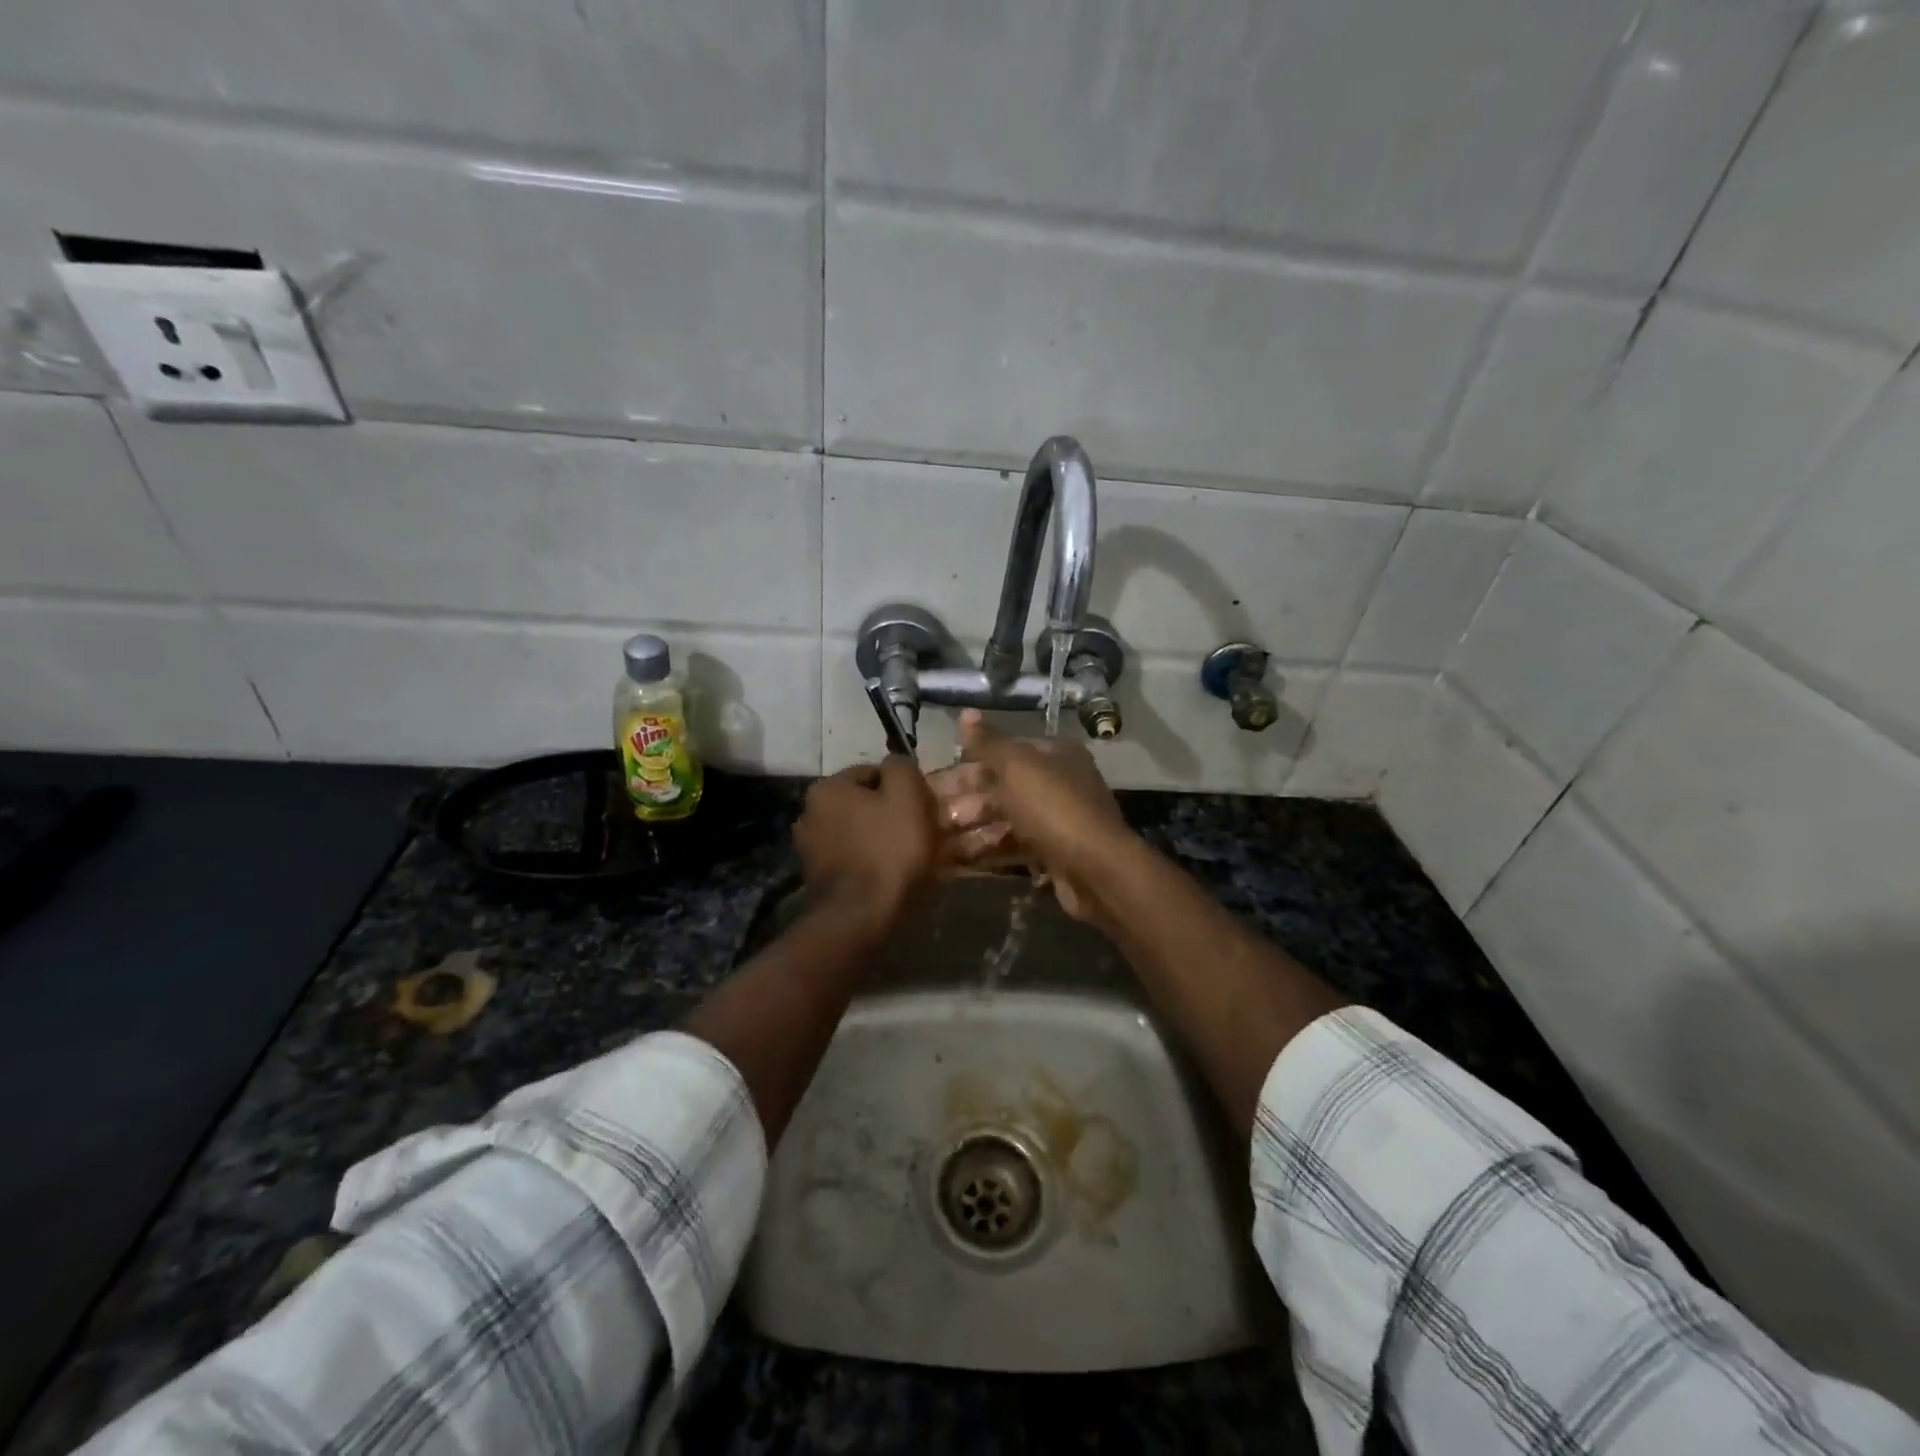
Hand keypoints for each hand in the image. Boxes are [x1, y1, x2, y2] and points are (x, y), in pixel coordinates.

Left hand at [795, 759, 939, 931]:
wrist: (860, 919)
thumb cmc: (889, 851)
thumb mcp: (907, 796)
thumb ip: (902, 767)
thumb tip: (896, 763)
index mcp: (827, 788)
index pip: (874, 773)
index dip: (903, 789)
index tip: (922, 809)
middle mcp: (809, 813)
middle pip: (863, 804)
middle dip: (889, 814)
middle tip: (919, 833)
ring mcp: (809, 849)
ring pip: (858, 832)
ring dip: (879, 840)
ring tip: (906, 859)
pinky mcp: (816, 879)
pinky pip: (851, 859)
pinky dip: (869, 863)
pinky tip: (887, 877)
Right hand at [937, 710, 1138, 924]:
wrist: (1097, 871)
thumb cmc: (1053, 808)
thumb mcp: (1017, 766)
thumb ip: (988, 742)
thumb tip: (965, 712)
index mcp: (1054, 755)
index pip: (1002, 752)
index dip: (965, 765)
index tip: (930, 783)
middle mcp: (1058, 783)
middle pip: (1001, 788)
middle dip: (964, 802)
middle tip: (927, 818)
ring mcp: (1057, 821)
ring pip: (1005, 819)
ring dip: (971, 829)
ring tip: (935, 843)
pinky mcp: (1054, 854)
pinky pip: (1014, 847)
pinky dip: (988, 851)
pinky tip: (958, 862)